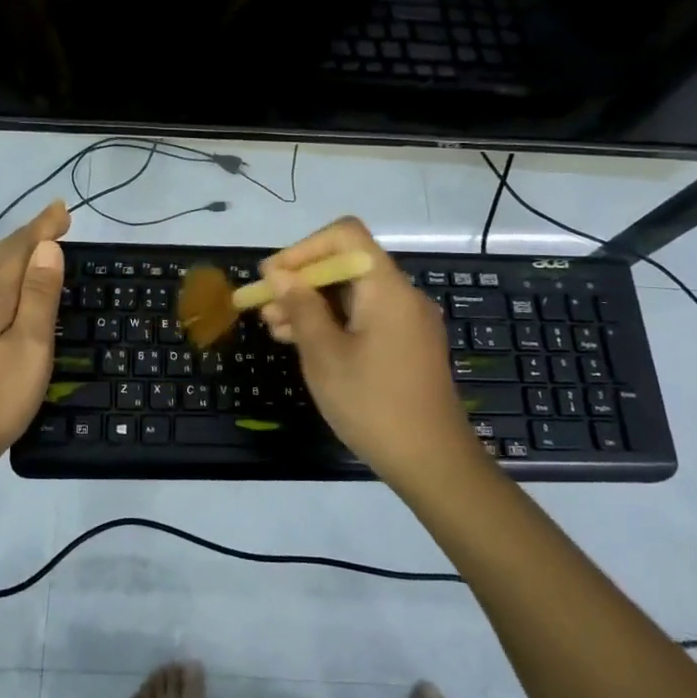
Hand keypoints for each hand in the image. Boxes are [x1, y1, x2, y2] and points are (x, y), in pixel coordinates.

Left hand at [0, 200, 69, 470]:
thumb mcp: (30, 344)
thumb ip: (39, 295)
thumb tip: (47, 247)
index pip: (19, 249)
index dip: (42, 226)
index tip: (64, 208)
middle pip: (5, 258)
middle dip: (32, 235)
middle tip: (59, 221)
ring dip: (22, 256)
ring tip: (45, 248)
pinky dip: (14, 279)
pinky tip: (21, 293)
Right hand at [258, 217, 480, 487]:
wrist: (433, 462)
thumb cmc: (373, 404)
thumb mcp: (324, 355)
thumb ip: (300, 307)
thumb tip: (278, 274)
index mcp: (386, 288)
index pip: (344, 235)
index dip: (303, 248)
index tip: (272, 277)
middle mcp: (401, 294)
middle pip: (346, 264)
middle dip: (301, 280)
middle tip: (263, 307)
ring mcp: (407, 320)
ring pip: (352, 293)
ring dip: (312, 303)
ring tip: (274, 329)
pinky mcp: (407, 344)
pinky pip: (364, 316)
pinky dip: (333, 322)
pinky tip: (303, 344)